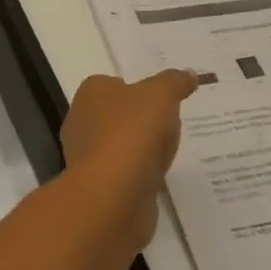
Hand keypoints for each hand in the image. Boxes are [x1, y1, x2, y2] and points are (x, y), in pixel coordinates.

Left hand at [60, 70, 199, 246]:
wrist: (113, 195)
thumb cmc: (132, 133)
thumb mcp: (161, 95)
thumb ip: (175, 82)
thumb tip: (189, 74)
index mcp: (91, 94)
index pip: (114, 84)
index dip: (139, 90)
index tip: (163, 100)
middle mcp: (81, 121)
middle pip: (118, 115)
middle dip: (142, 121)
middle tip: (170, 126)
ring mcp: (87, 157)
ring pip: (121, 145)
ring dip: (142, 149)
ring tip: (168, 153)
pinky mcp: (98, 187)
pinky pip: (124, 173)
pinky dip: (140, 174)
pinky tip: (157, 177)